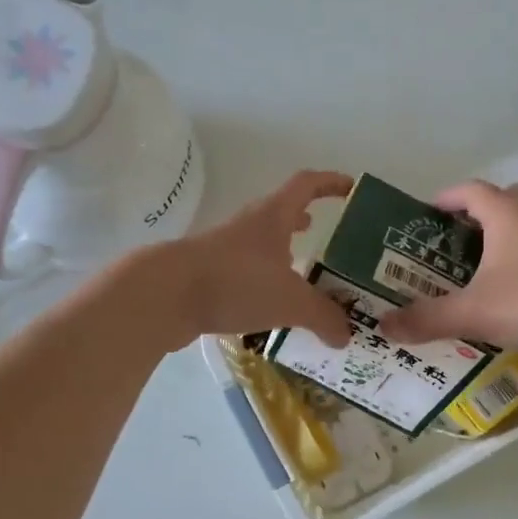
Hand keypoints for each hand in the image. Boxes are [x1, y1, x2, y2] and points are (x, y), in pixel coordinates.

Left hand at [153, 170, 354, 348]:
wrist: (166, 295)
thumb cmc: (236, 282)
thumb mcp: (291, 302)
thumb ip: (323, 317)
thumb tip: (346, 335)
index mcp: (273, 216)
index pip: (307, 185)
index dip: (330, 183)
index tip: (351, 189)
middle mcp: (249, 225)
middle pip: (282, 213)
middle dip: (306, 222)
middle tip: (328, 241)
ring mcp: (225, 249)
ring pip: (262, 245)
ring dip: (283, 254)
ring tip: (303, 276)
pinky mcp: (208, 273)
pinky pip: (244, 272)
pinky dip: (262, 281)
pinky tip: (270, 305)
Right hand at [378, 181, 517, 356]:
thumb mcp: (476, 312)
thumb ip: (428, 319)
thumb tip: (384, 325)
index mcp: (506, 212)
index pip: (468, 191)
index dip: (444, 199)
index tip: (425, 215)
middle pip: (501, 200)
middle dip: (475, 218)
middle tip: (453, 246)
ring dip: (504, 237)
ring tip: (483, 270)